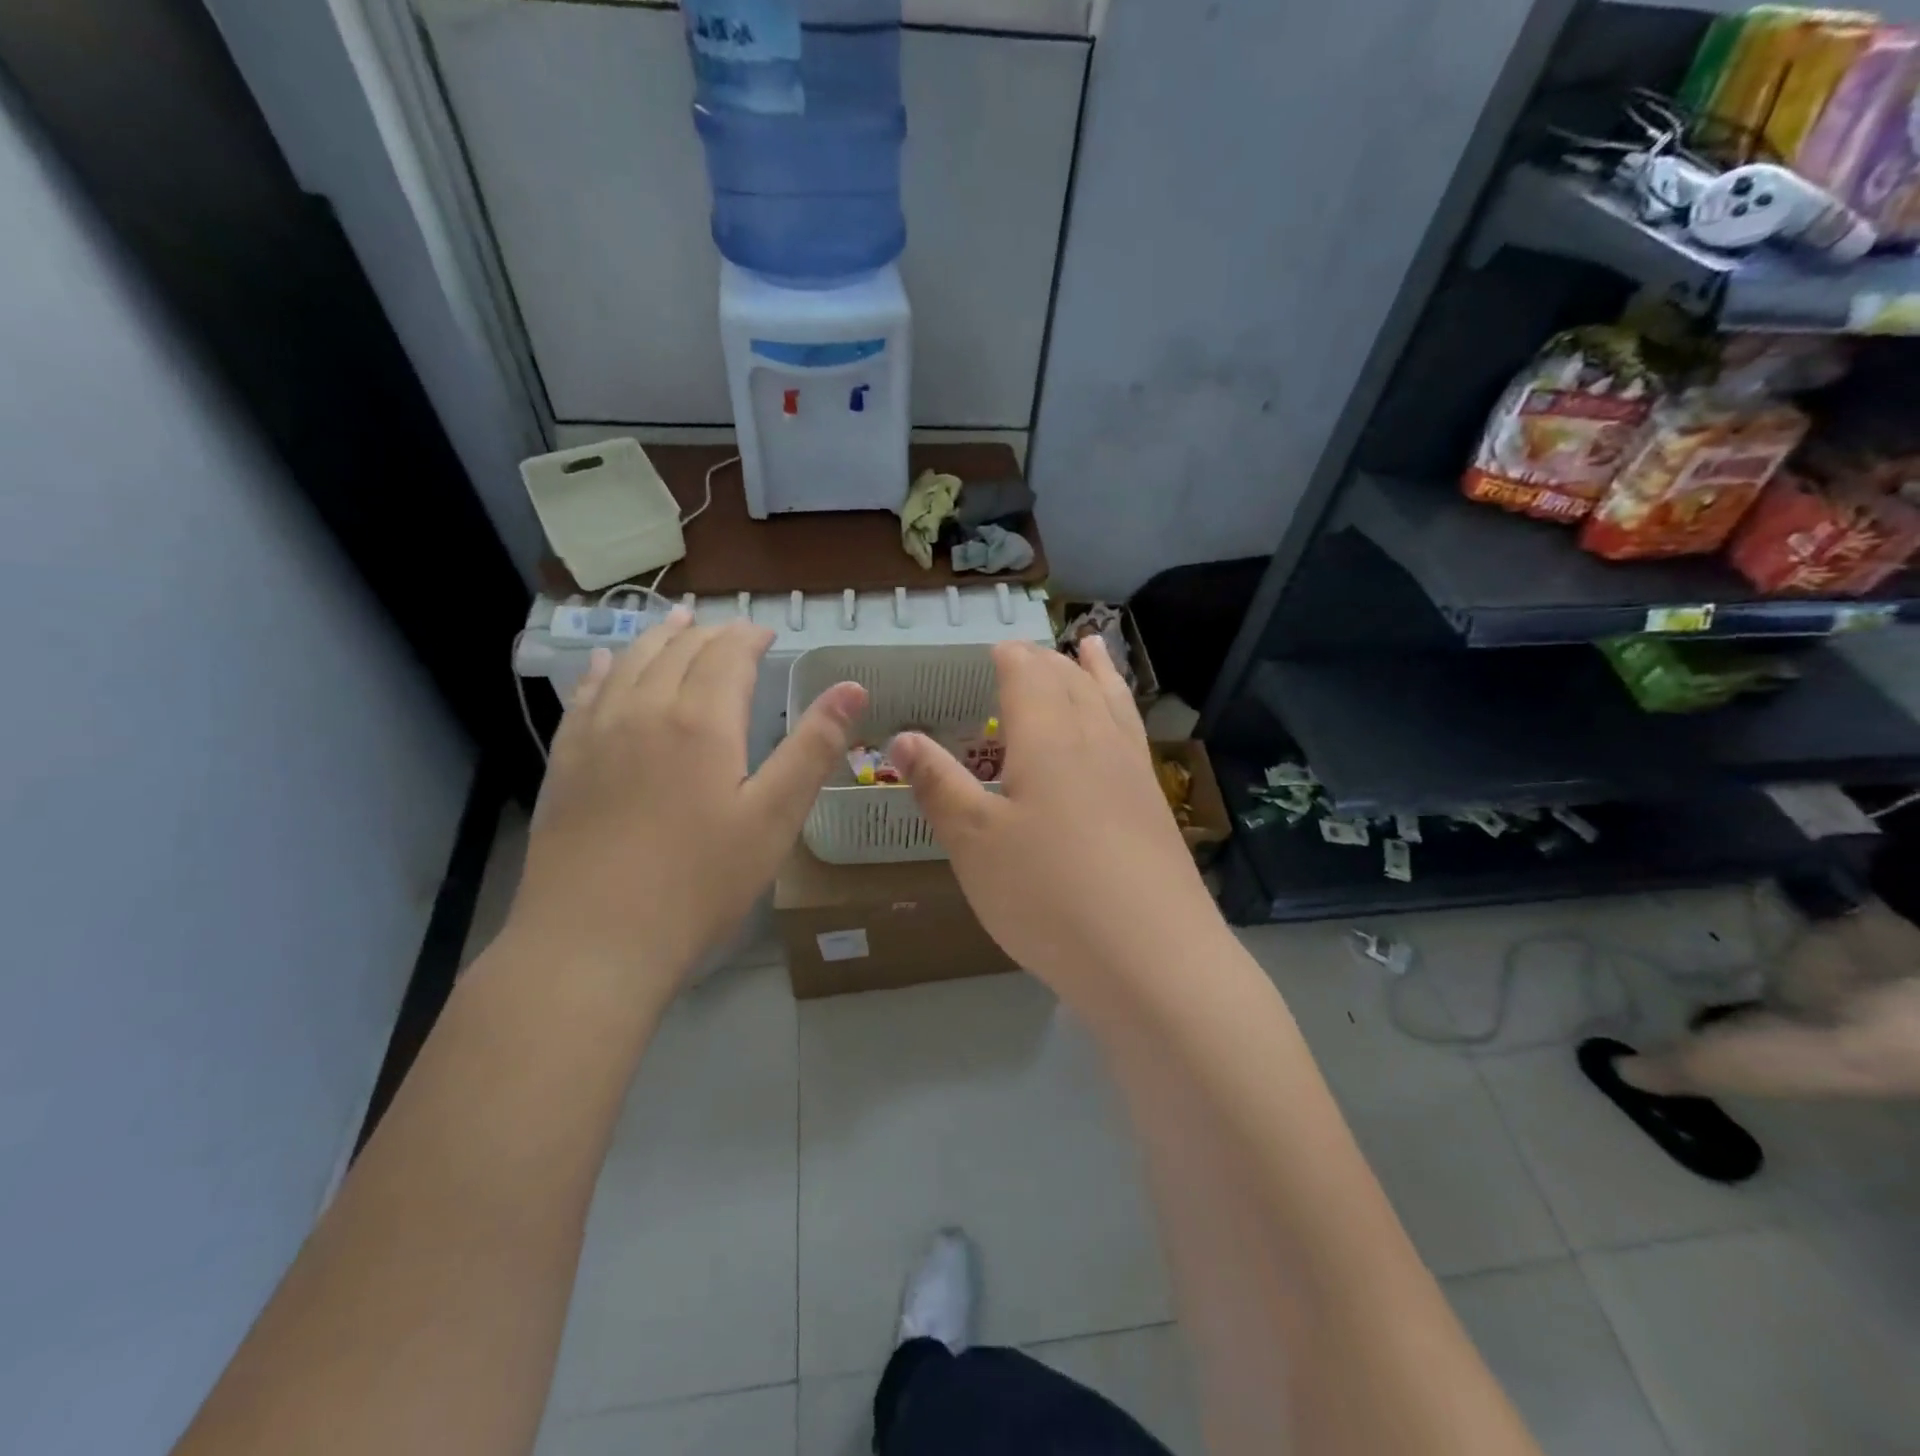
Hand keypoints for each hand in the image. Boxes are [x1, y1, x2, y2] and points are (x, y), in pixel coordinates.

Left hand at [505, 608, 866, 987]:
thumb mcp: (775, 818)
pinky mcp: (566, 762)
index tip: (767, 634)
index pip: (728, 655)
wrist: (594, 941)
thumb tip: (852, 686)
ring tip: (676, 623)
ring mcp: (597, 734)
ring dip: (658, 637)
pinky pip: (586, 695)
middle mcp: (645, 710)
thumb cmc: (700, 883)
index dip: (750, 638)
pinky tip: (607, 663)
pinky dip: (605, 669)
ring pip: (630, 662)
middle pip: (678, 650)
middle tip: (730, 632)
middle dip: (709, 633)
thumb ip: (813, 746)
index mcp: (702, 721)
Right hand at [888, 637, 1219, 987]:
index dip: (1010, 657)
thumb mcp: (974, 842)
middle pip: (1071, 682)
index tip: (994, 649)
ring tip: (1090, 647)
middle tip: (1027, 654)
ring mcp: (1132, 771)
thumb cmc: (1046, 894)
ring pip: (1111, 701)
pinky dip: (1122, 709)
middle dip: (1046, 661)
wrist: (1150, 957)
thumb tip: (901, 738)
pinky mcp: (1154, 805)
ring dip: (1096, 671)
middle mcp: (1094, 740)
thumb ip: (939, 785)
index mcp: (1047, 737)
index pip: (1028, 675)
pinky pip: (1133, 734)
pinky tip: (1119, 727)